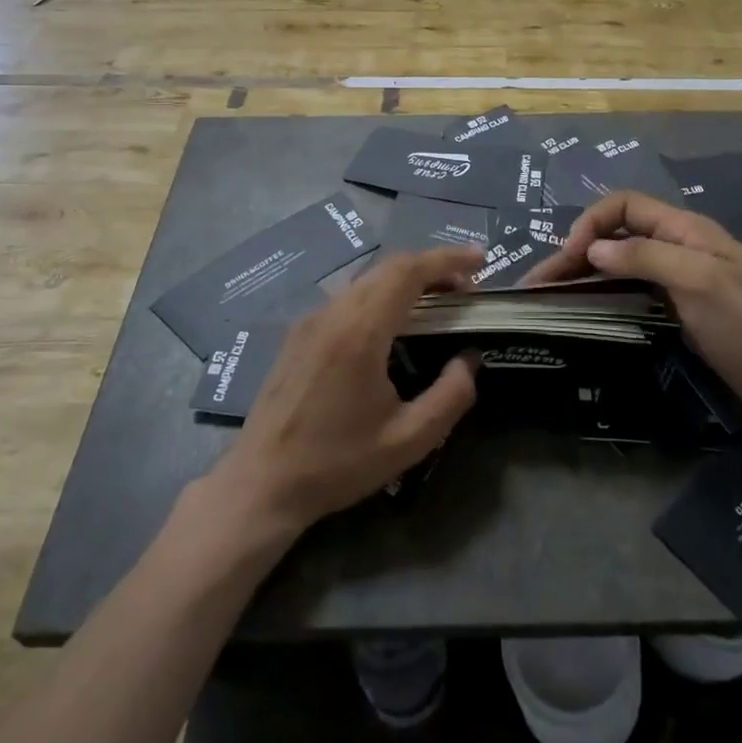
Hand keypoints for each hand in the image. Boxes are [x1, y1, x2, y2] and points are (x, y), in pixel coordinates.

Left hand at [205, 248, 482, 538]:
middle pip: (389, 267)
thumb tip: (469, 359)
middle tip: (466, 288)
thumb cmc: (337, 464)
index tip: (480, 259)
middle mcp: (334, 312)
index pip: (409, 271)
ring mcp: (312, 319)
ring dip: (405, 280)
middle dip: (432, 267)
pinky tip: (393, 323)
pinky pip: (348, 296)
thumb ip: (450, 396)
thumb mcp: (408, 441)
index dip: (447, 259)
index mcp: (360, 331)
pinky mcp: (299, 332)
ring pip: (367, 279)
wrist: (261, 484)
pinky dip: (381, 294)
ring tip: (436, 303)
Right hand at [529, 193, 741, 429]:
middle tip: (541, 282)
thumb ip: (646, 256)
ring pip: (622, 263)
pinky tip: (587, 310)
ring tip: (552, 295)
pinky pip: (634, 289)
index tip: (572, 255)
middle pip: (618, 234)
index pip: (626, 205)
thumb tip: (594, 248)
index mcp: (686, 230)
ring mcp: (680, 278)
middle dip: (578, 251)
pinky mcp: (681, 307)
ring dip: (586, 273)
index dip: (593, 222)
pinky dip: (605, 293)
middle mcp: (679, 246)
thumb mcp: (700, 282)